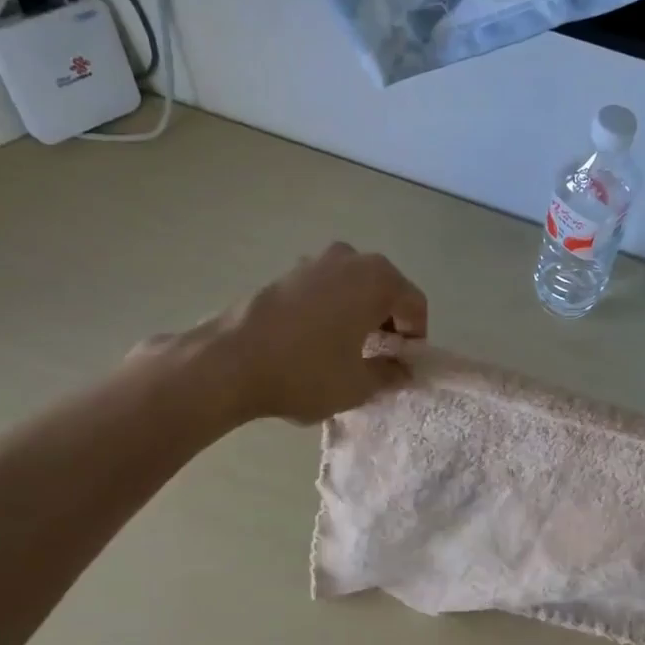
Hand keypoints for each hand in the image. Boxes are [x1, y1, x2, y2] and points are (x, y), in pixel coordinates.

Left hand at [166, 244, 427, 425]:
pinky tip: (316, 343)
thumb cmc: (306, 372)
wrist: (229, 362)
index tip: (402, 367)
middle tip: (378, 360)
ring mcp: (314, 261)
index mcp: (378, 279)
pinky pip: (326, 290)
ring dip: (359, 316)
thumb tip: (402, 369)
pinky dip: (332, 311)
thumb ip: (390, 374)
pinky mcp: (286, 273)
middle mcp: (350, 259)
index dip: (415, 339)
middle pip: (385, 291)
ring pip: (354, 289)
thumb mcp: (359, 385)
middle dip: (388, 324)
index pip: (415, 305)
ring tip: (346, 352)